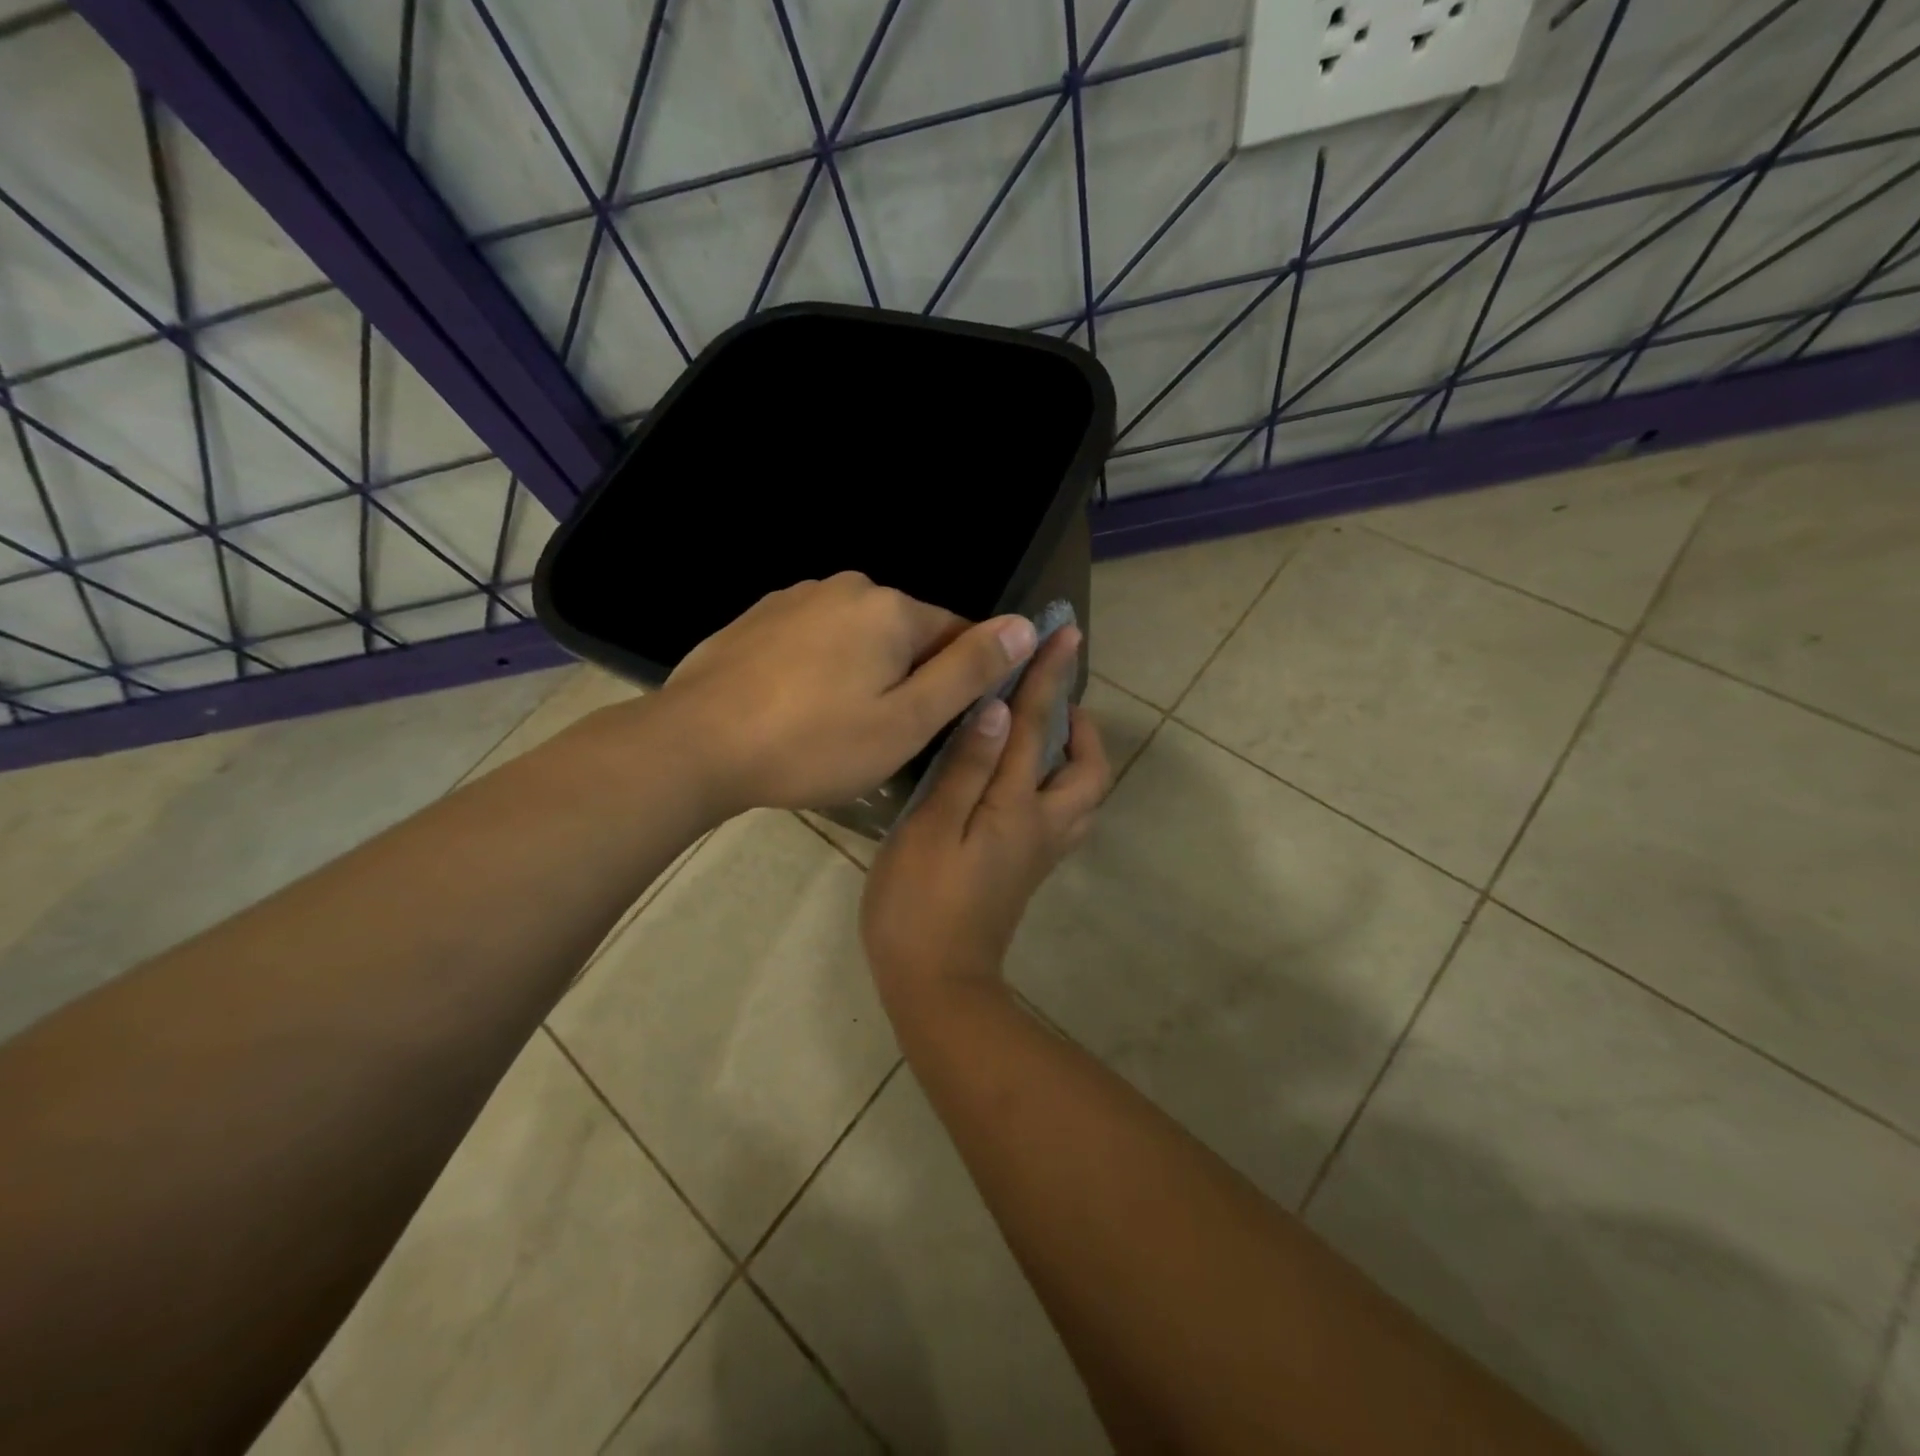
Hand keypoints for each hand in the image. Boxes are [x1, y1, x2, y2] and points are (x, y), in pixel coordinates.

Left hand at [649, 572, 1037, 817]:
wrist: (696, 744)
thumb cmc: (813, 742)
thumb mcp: (906, 720)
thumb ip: (969, 671)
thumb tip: (1026, 624)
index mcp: (891, 608)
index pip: (957, 633)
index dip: (958, 681)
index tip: (936, 724)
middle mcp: (847, 586)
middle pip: (906, 633)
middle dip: (908, 677)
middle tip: (882, 736)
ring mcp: (797, 597)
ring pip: (858, 637)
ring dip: (863, 672)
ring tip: (835, 727)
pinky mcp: (759, 617)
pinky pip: (815, 640)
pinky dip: (821, 669)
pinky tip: (797, 708)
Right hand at [861, 625, 1109, 1011]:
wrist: (937, 984)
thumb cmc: (920, 905)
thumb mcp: (930, 829)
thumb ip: (966, 768)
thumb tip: (996, 709)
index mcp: (1016, 807)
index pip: (1036, 727)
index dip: (1048, 676)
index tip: (1064, 634)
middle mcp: (1041, 826)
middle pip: (1088, 771)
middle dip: (1081, 726)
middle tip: (1054, 700)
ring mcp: (1038, 853)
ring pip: (1082, 797)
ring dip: (1076, 758)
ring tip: (1043, 734)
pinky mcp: (1026, 871)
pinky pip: (1062, 816)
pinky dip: (1058, 786)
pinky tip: (1021, 781)